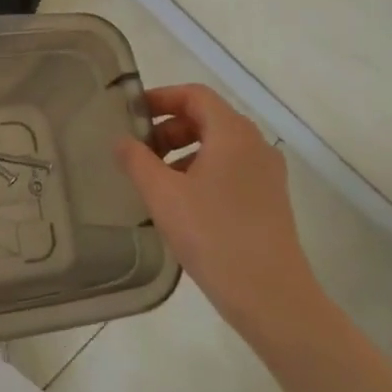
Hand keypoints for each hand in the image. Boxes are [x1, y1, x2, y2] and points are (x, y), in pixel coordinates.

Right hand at [115, 84, 326, 342]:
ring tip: (155, 180)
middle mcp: (255, 145)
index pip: (194, 95)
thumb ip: (136, 160)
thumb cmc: (213, 235)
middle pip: (207, 118)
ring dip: (183, 151)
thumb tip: (121, 140)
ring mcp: (266, 174)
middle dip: (169, 127)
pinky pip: (230, 169)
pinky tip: (181, 203)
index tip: (131, 114)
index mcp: (233, 133)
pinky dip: (201, 171)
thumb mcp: (163, 195)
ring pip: (218, 146)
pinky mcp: (269, 200)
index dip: (160, 98)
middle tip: (139, 151)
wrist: (271, 297)